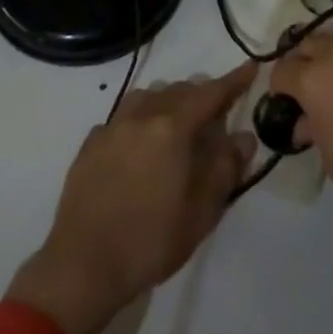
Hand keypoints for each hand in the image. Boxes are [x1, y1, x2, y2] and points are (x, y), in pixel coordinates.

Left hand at [6, 63, 256, 333]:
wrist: (83, 265)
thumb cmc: (150, 240)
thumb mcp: (201, 212)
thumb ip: (225, 169)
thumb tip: (243, 137)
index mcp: (172, 128)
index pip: (210, 94)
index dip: (233, 81)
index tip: (250, 67)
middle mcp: (141, 116)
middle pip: (178, 91)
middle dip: (202, 95)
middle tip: (217, 111)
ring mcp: (112, 127)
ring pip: (147, 97)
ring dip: (168, 101)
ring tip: (179, 122)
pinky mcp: (90, 144)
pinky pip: (122, 117)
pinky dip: (139, 120)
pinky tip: (140, 143)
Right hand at [271, 34, 332, 320]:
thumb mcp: (332, 156)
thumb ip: (313, 126)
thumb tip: (306, 119)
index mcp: (318, 75)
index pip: (283, 71)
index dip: (279, 90)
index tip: (284, 107)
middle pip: (309, 45)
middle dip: (303, 66)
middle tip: (308, 97)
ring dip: (332, 61)